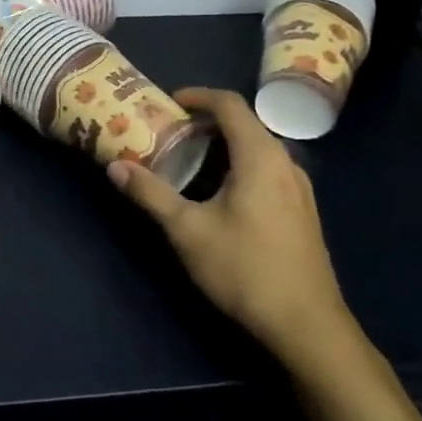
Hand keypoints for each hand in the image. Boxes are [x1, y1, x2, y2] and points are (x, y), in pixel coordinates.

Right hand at [108, 88, 359, 371]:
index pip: (230, 104)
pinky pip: (269, 169)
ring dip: (225, 144)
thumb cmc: (244, 269)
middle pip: (245, 123)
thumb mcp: (187, 230)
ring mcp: (300, 187)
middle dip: (207, 121)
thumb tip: (115, 167)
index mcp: (260, 156)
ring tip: (190, 159)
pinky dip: (241, 164)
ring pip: (259, 147)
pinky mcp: (303, 210)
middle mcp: (285, 162)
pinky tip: (222, 193)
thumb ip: (150, 194)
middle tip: (171, 132)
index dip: (198, 95)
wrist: (306, 325)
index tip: (169, 102)